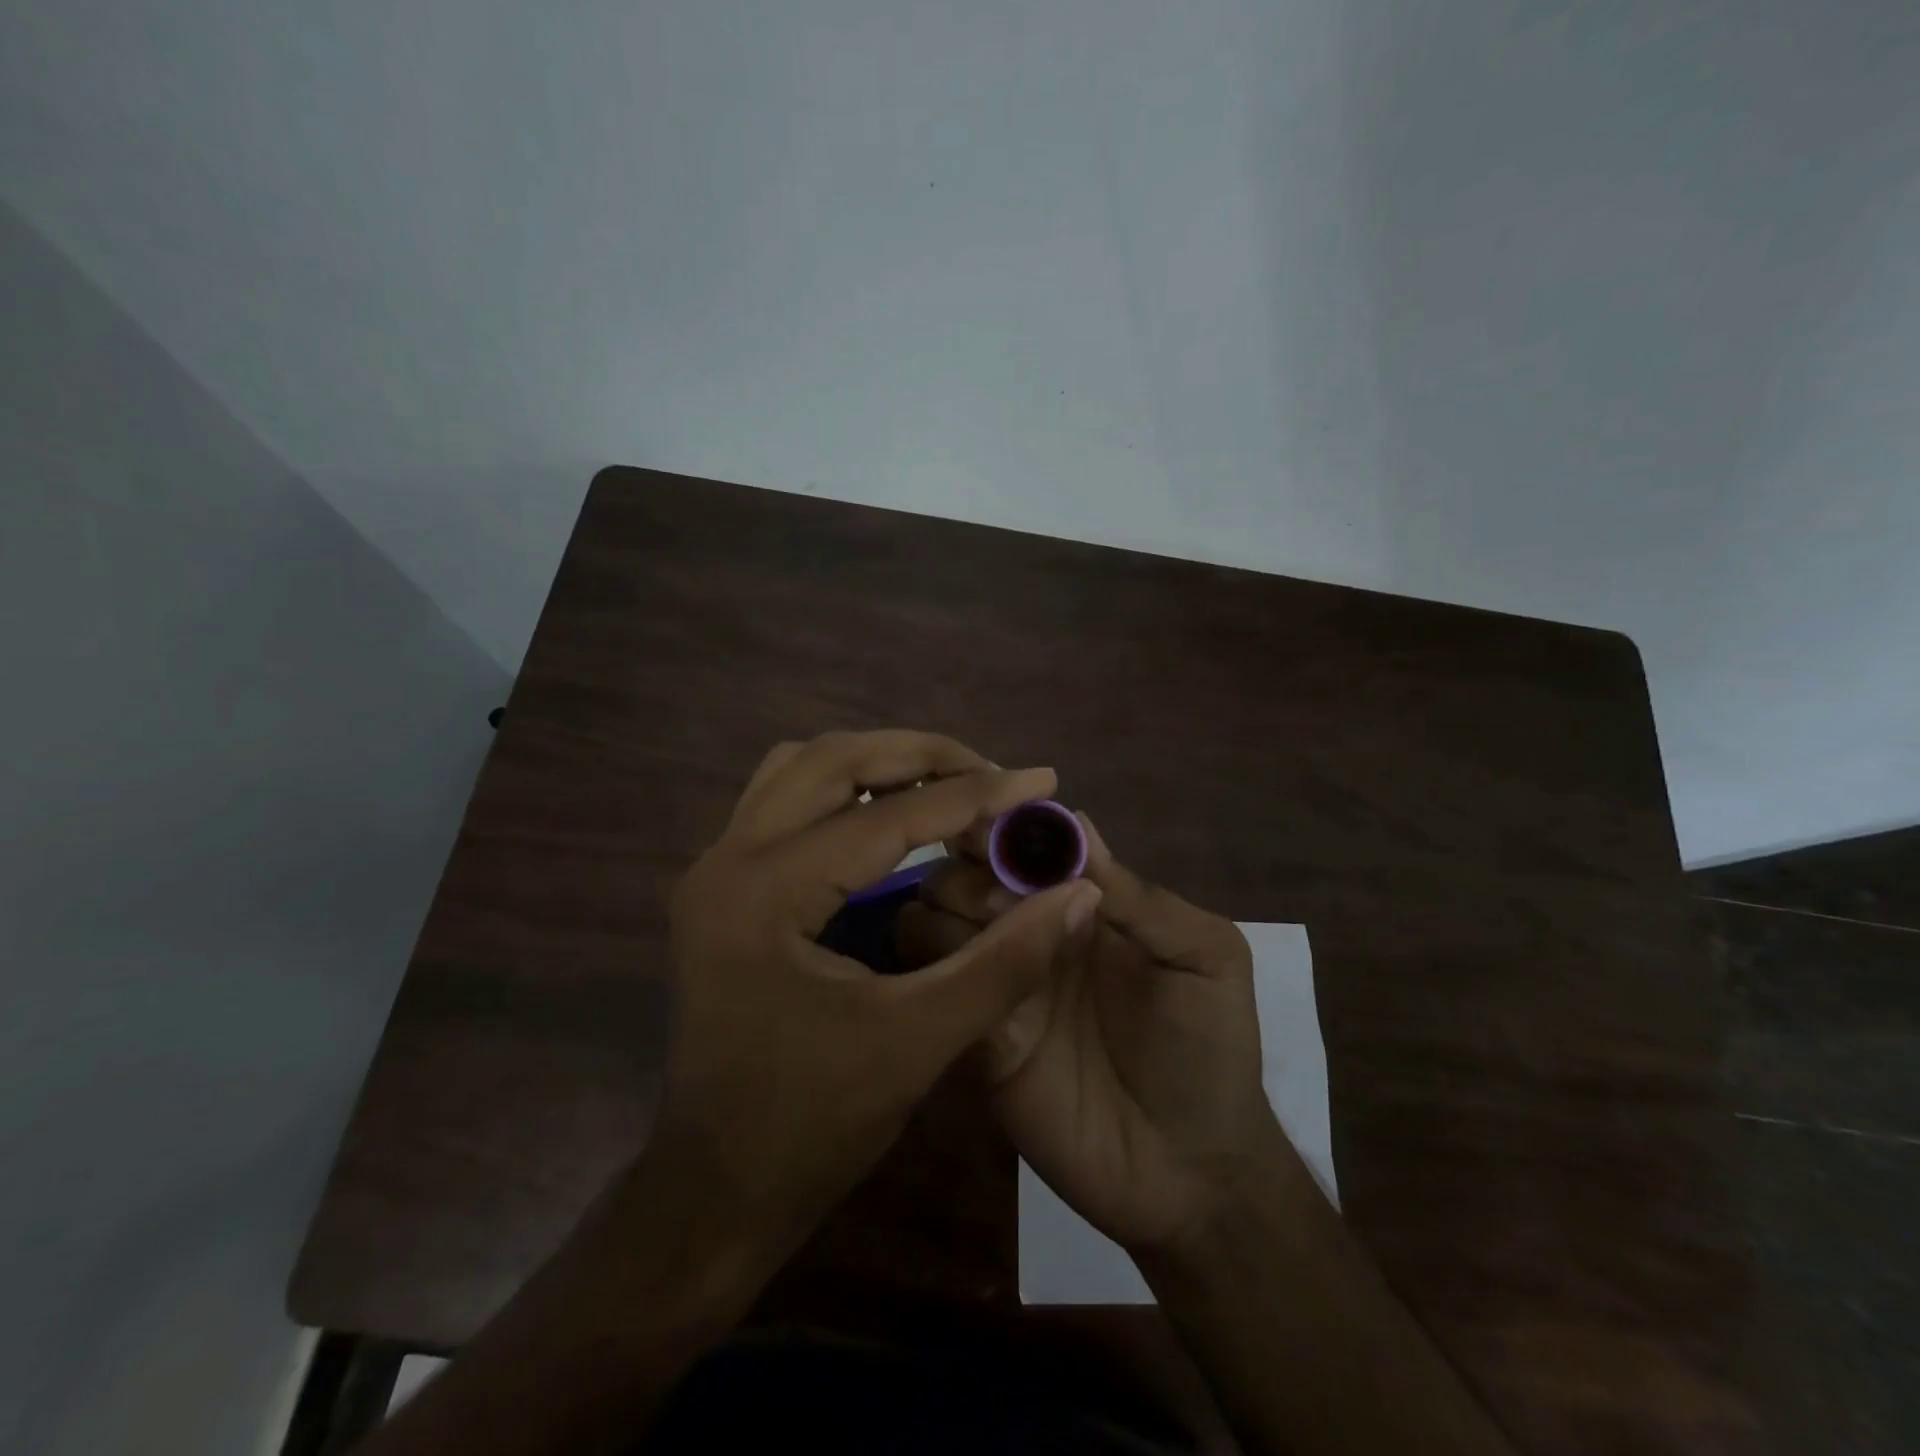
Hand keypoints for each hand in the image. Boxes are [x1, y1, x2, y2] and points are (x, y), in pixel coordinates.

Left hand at [651, 729, 1103, 1270]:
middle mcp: (727, 859)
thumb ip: (1004, 962)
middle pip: (830, 760)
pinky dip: (843, 791)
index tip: (1041, 780)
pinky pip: (785, 802)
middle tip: (989, 772)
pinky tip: (888, 817)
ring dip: (875, 763)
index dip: (976, 796)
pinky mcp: (722, 888)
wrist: (714, 1191)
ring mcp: (716, 869)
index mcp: (766, 892)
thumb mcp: (918, 1041)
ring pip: (800, 769)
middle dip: (919, 755)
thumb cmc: (811, 1126)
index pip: (888, 817)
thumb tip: (1078, 893)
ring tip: (945, 783)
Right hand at [899, 814, 1277, 1254]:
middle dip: (968, 870)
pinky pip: (929, 984)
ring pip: (930, 917)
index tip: (989, 825)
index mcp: (1078, 900)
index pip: (1021, 842)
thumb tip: (1075, 822)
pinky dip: (928, 966)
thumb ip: (1139, 896)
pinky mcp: (974, 1034)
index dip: (1002, 825)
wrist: (1190, 1170)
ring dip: (946, 913)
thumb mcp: (1203, 956)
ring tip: (990, 940)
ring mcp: (997, 981)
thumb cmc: (1208, 1047)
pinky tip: (961, 976)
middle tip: (1002, 902)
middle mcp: (1028, 929)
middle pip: (962, 871)